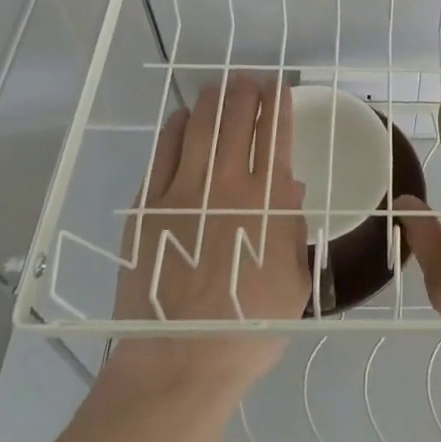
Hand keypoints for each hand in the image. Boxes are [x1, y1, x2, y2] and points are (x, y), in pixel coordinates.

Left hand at [108, 75, 308, 396]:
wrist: (180, 362)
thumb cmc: (250, 327)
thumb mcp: (293, 279)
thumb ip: (293, 227)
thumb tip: (290, 187)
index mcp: (267, 201)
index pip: (275, 134)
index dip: (278, 104)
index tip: (279, 86)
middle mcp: (226, 184)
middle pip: (236, 119)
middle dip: (246, 91)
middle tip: (249, 79)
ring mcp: (181, 192)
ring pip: (199, 127)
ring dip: (212, 100)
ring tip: (219, 88)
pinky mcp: (147, 207)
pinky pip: (163, 152)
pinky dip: (176, 128)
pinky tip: (182, 120)